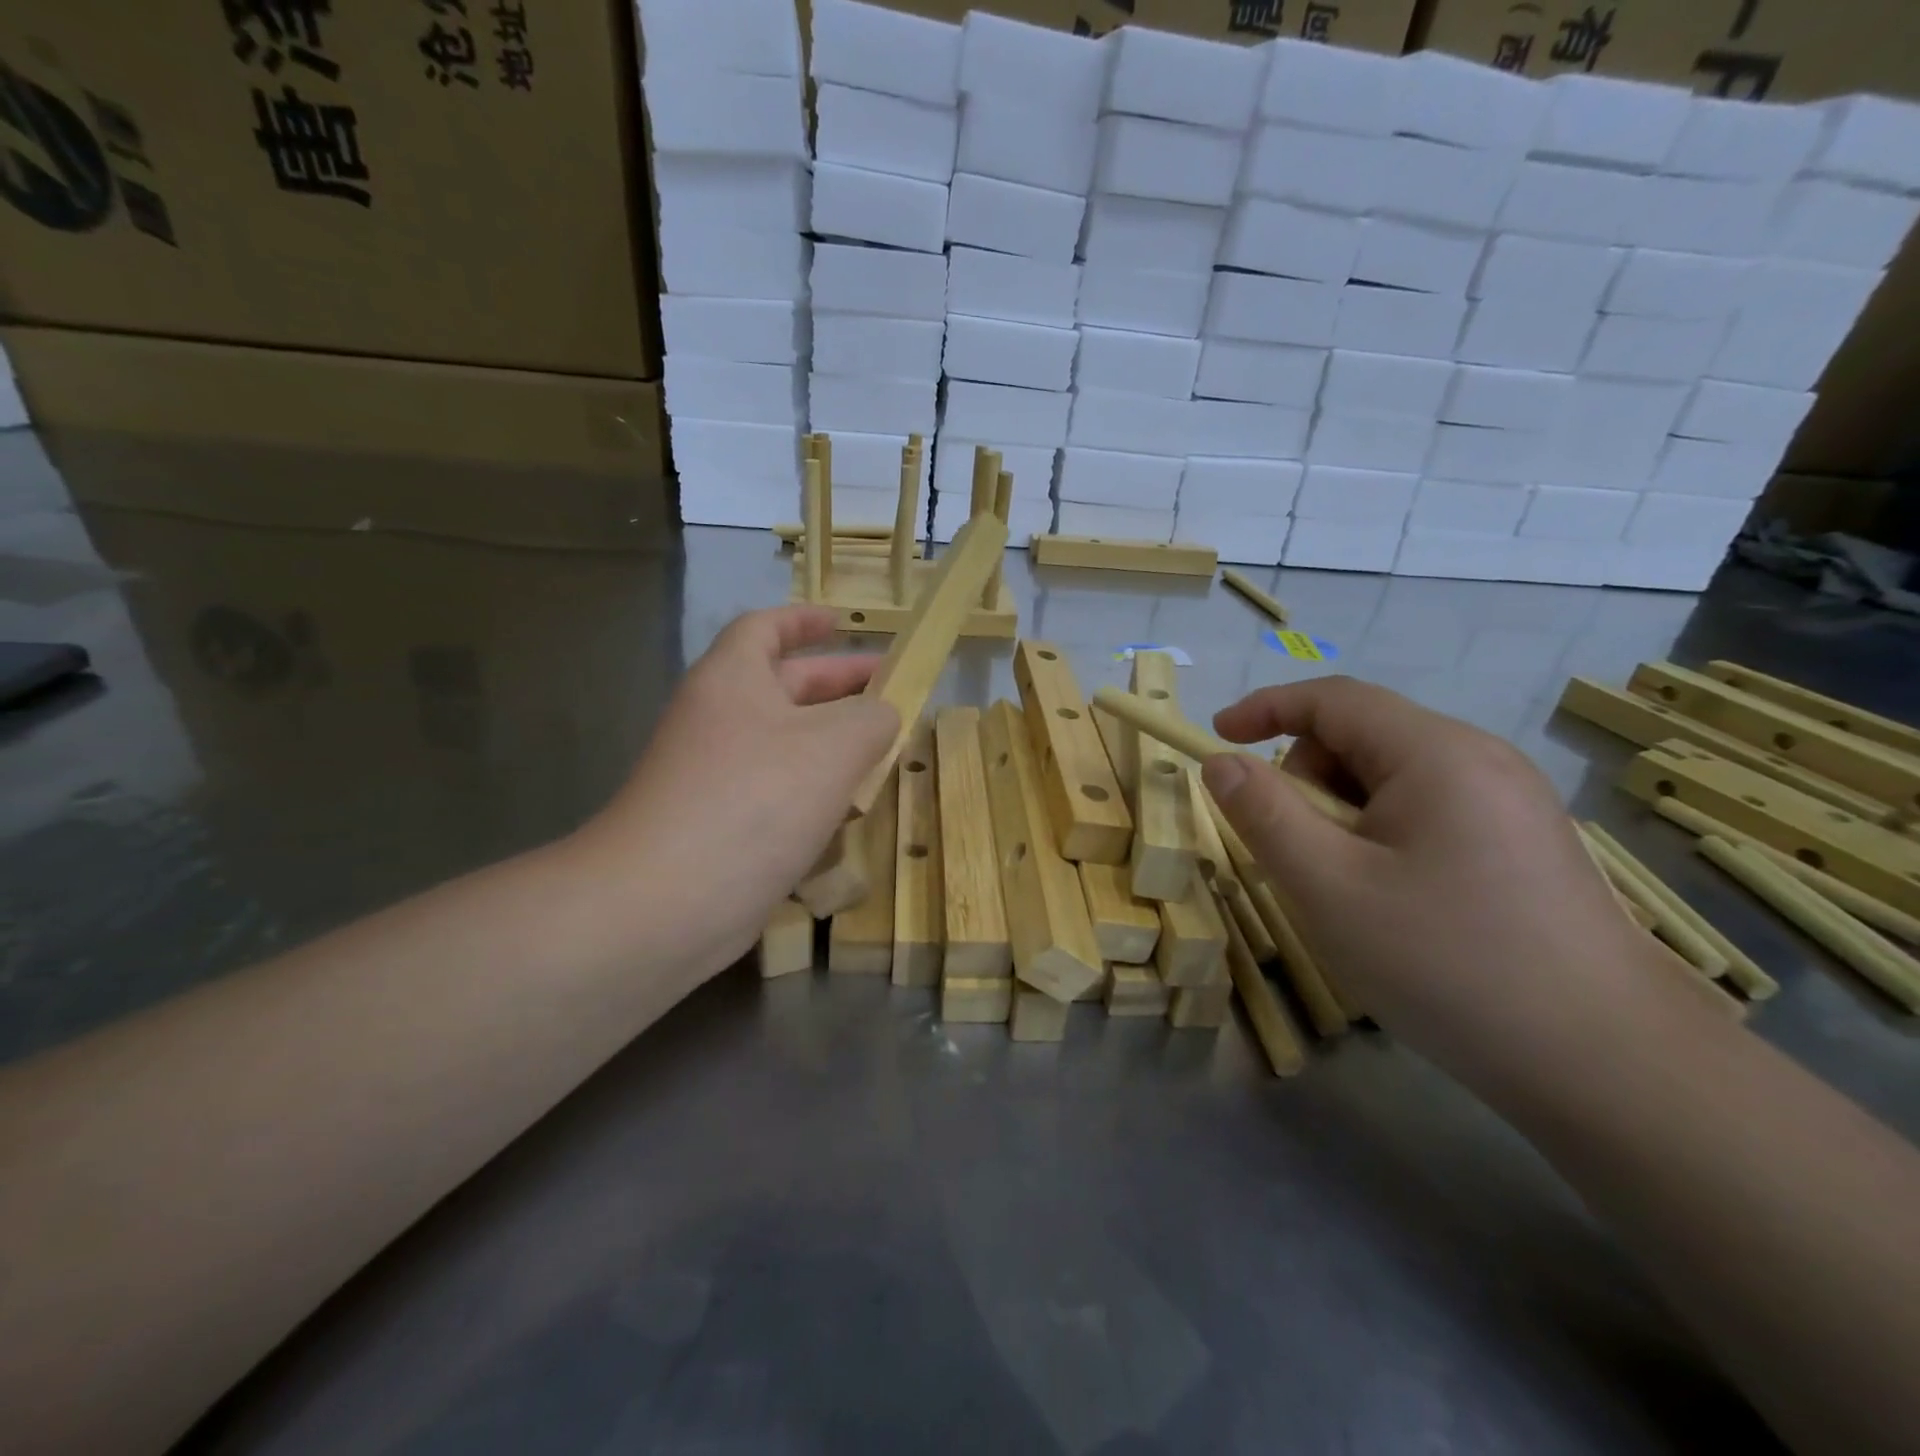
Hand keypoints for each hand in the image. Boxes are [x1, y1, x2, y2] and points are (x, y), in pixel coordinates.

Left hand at [574, 607, 897, 976]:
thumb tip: (882, 714)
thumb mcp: (834, 746)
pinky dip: (812, 788)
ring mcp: (714, 775)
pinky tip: (848, 808)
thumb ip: (872, 718)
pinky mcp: (719, 825)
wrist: (666, 901)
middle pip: (781, 685)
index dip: (803, 620)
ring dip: (830, 741)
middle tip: (888, 690)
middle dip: (836, 684)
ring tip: (881, 750)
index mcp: (732, 679)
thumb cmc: (754, 800)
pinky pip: (774, 789)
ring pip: (782, 742)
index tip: (841, 622)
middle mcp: (717, 719)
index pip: (764, 628)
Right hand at [1201, 677, 1674, 1087]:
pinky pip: (1427, 810)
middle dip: (1308, 780)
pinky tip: (1396, 901)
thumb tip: (1221, 762)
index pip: (1332, 698)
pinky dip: (1383, 835)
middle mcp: (1480, 759)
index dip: (1265, 707)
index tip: (1216, 738)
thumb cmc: (1448, 963)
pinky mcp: (1523, 841)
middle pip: (1362, 737)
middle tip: (1300, 854)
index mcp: (1436, 753)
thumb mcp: (1329, 887)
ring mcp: (1510, 801)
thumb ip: (1264, 814)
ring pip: (1392, 778)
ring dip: (1344, 814)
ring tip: (1350, 889)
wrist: (1609, 1065)